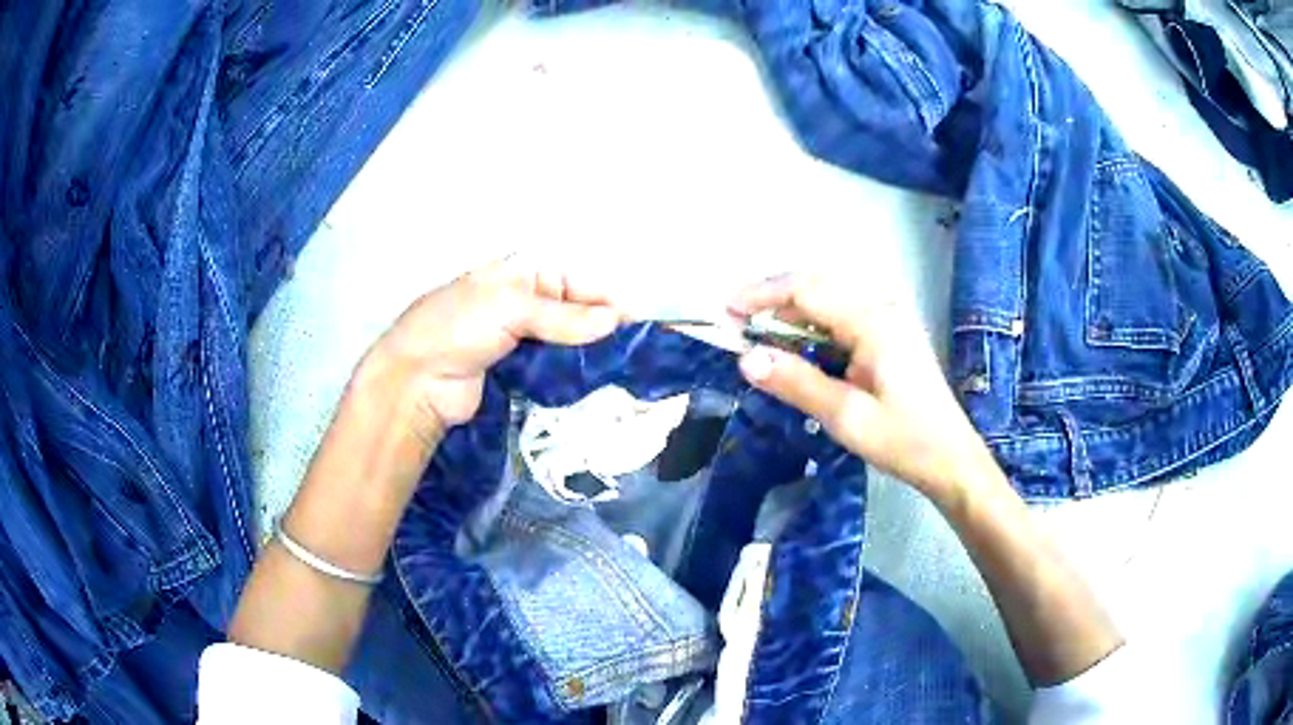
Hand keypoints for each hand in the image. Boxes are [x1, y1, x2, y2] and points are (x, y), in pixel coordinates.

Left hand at [356, 256, 622, 450]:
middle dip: (603, 329)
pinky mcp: (519, 372)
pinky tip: (596, 386)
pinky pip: (555, 368)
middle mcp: (525, 301)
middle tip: (635, 355)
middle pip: (577, 312)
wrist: (416, 381)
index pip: (577, 281)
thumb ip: (563, 316)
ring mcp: (522, 338)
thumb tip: (614, 320)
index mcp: (522, 272)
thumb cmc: (456, 328)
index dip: (607, 300)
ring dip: (591, 355)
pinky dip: (574, 374)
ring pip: (568, 342)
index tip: (636, 326)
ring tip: (624, 373)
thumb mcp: (509, 307)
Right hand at [728, 273, 992, 500]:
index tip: (726, 311)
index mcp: (873, 321)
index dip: (763, 295)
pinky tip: (795, 344)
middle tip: (736, 322)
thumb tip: (746, 358)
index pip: (807, 290)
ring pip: (829, 297)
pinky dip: (811, 322)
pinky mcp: (889, 333)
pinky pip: (842, 314)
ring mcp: (888, 318)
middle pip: (817, 284)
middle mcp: (881, 307)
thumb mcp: (847, 417)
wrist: (950, 458)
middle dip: (773, 297)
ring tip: (757, 332)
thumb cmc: (904, 440)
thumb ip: (797, 383)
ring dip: (790, 309)